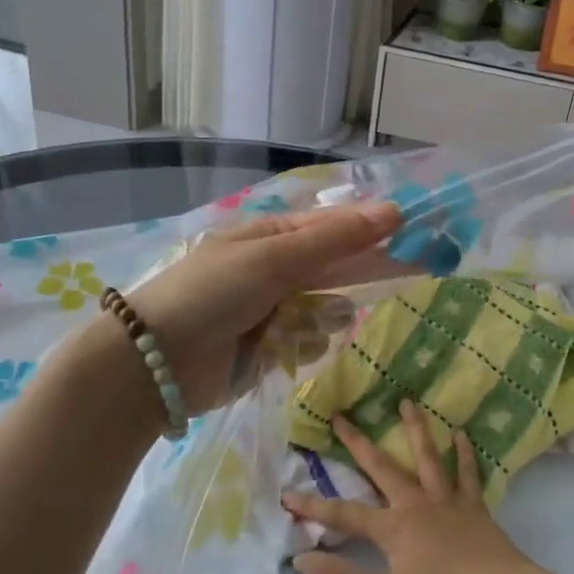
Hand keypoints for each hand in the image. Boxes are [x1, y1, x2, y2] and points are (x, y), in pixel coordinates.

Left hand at [124, 201, 401, 413]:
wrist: (155, 362)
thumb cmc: (211, 294)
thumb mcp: (273, 258)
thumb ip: (334, 240)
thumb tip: (393, 210)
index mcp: (271, 235)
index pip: (335, 225)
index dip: (374, 226)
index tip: (415, 228)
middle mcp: (277, 269)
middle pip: (337, 265)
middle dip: (365, 269)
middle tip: (418, 267)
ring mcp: (275, 310)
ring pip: (329, 308)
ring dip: (325, 317)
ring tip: (297, 324)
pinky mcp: (273, 348)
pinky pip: (311, 341)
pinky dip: (305, 345)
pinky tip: (284, 349)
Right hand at [283, 403, 534, 573]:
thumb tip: (302, 559)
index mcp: (393, 528)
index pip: (344, 515)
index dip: (314, 506)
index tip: (287, 494)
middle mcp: (416, 504)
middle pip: (382, 468)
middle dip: (358, 443)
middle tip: (341, 416)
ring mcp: (447, 500)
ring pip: (427, 458)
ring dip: (415, 429)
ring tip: (406, 401)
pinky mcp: (474, 506)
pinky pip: (467, 474)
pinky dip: (463, 454)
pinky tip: (461, 434)